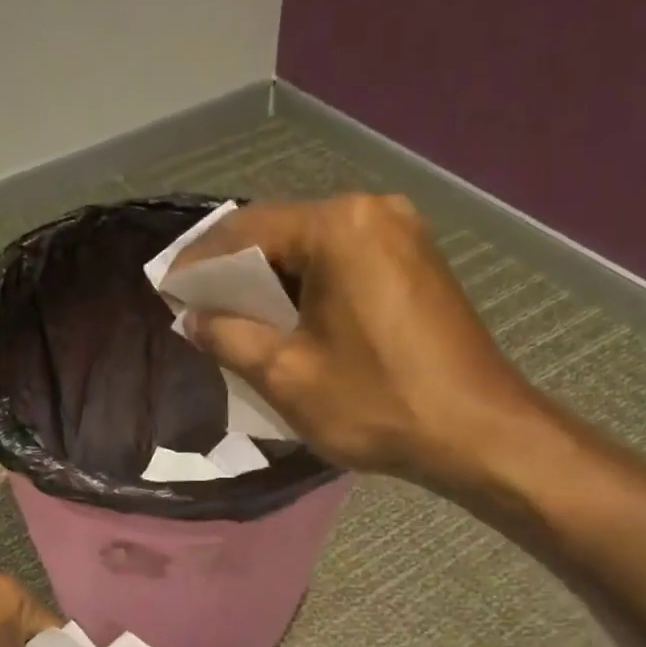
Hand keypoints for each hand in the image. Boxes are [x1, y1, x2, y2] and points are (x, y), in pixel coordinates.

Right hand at [173, 194, 553, 495]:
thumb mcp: (287, 375)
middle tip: (195, 304)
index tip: (167, 290)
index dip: (199, 262)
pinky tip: (286, 318)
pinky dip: (307, 287)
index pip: (246, 230)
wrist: (478, 434)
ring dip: (271, 280)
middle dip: (235, 270)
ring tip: (233, 316)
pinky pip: (344, 264)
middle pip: (282, 232)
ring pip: (313, 249)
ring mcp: (402, 235)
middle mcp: (373, 212)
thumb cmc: (376, 403)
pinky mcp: (417, 263)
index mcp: (338, 228)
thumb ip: (229, 338)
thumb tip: (193, 319)